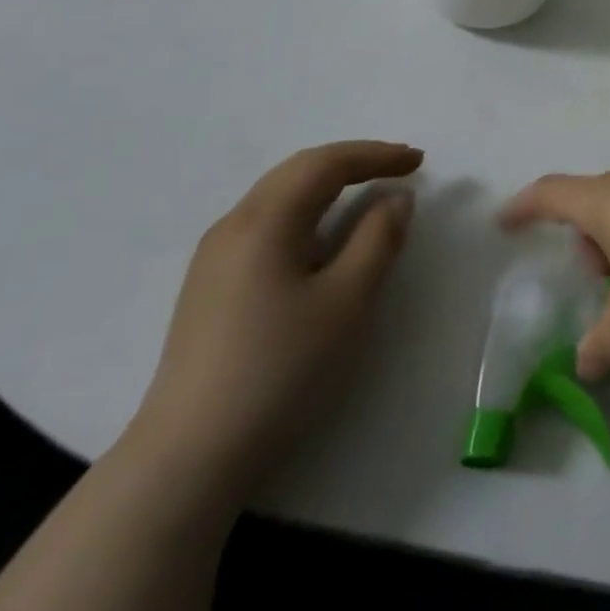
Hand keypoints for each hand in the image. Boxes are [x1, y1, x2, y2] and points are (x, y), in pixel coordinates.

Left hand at [127, 141, 422, 501]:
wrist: (190, 455)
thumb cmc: (281, 369)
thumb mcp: (348, 300)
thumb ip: (378, 239)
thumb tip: (395, 199)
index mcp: (265, 221)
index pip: (326, 164)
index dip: (376, 155)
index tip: (419, 161)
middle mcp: (233, 225)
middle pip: (297, 171)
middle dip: (352, 162)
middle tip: (399, 167)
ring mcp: (214, 257)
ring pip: (278, 196)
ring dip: (327, 184)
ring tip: (368, 192)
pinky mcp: (211, 286)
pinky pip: (266, 223)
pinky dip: (306, 211)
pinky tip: (322, 235)